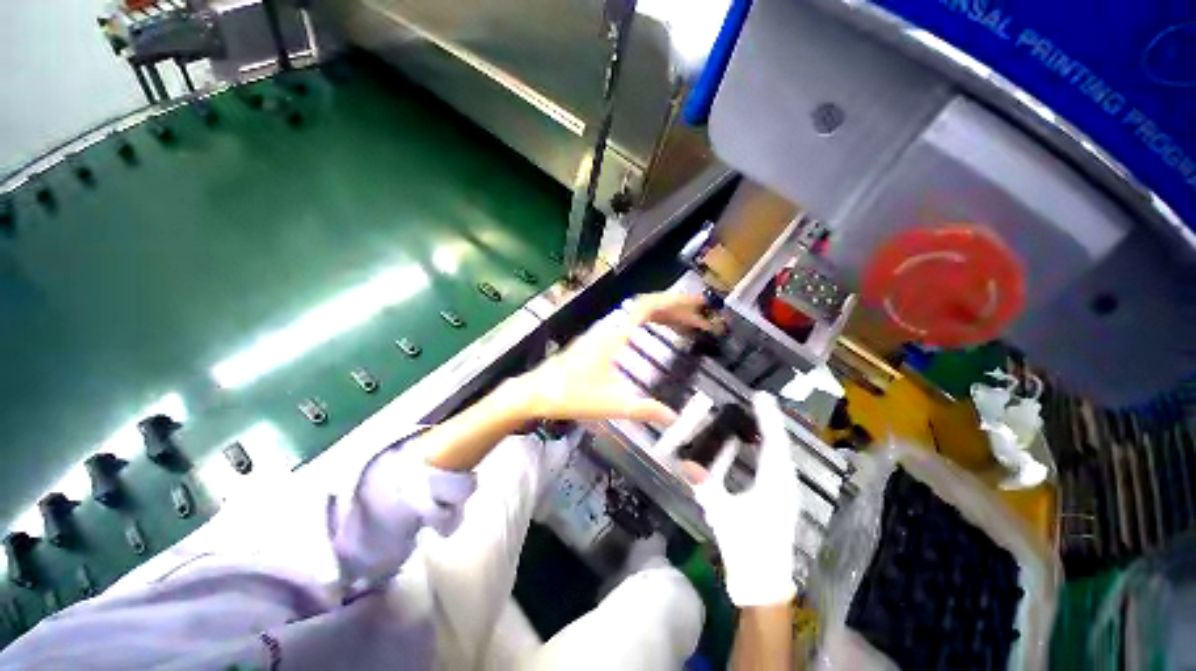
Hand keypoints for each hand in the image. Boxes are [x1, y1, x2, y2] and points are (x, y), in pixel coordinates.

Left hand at [512, 292, 718, 423]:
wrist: (535, 392)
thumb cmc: (569, 395)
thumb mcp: (610, 404)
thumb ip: (643, 410)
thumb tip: (673, 418)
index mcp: (614, 334)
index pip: (648, 306)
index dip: (675, 301)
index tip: (698, 303)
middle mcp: (610, 327)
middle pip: (647, 307)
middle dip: (676, 310)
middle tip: (701, 320)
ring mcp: (603, 332)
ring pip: (638, 314)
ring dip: (663, 316)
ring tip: (687, 327)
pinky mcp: (598, 339)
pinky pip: (630, 323)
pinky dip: (649, 324)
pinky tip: (656, 335)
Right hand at [689, 392, 800, 606]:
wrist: (763, 581)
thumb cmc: (744, 546)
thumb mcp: (721, 513)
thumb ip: (704, 485)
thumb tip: (685, 463)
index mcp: (773, 485)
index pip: (772, 443)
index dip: (767, 418)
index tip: (760, 396)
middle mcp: (784, 483)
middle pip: (779, 444)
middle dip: (768, 421)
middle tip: (756, 401)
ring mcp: (786, 491)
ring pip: (780, 453)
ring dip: (769, 433)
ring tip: (757, 416)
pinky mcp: (781, 497)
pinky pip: (776, 464)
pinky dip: (767, 448)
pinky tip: (756, 445)